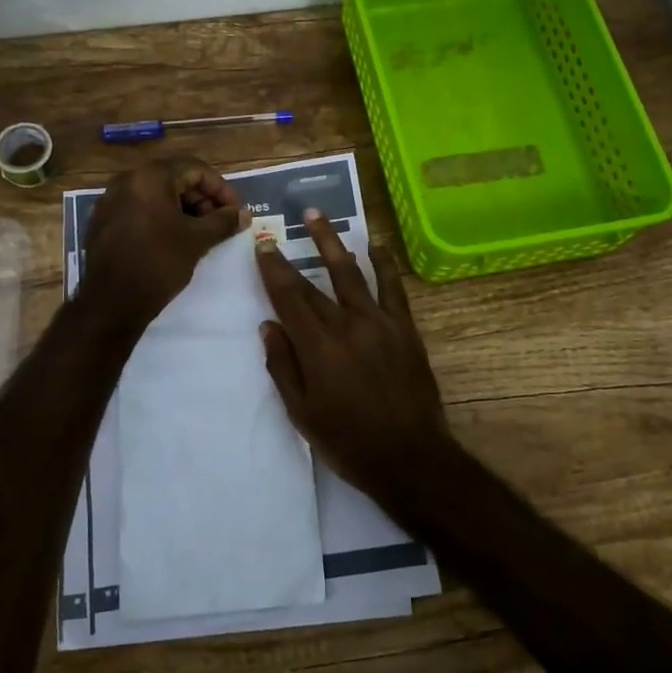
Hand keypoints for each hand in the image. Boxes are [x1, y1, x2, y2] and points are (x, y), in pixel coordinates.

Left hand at [80, 157, 247, 328]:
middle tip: (220, 223)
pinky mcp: (103, 221)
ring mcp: (111, 200)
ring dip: (184, 210)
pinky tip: (174, 240)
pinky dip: (161, 218)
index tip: (236, 212)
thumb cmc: (158, 263)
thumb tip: (243, 214)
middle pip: (175, 179)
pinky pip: (140, 210)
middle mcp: (127, 180)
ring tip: (201, 233)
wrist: (111, 302)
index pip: (196, 169)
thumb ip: (223, 222)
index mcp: (150, 177)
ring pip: (157, 195)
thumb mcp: (197, 241)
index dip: (222, 189)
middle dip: (202, 199)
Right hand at [253, 209, 453, 491]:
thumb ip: (283, 366)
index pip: (288, 297)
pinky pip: (392, 287)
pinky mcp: (405, 328)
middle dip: (294, 253)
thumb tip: (268, 326)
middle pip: (314, 283)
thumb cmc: (347, 441)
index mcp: (317, 346)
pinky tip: (375, 245)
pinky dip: (383, 264)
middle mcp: (346, 324)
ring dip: (333, 242)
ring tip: (318, 215)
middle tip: (279, 228)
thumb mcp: (301, 413)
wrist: (409, 456)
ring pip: (351, 272)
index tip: (262, 245)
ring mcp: (379, 322)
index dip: (273, 269)